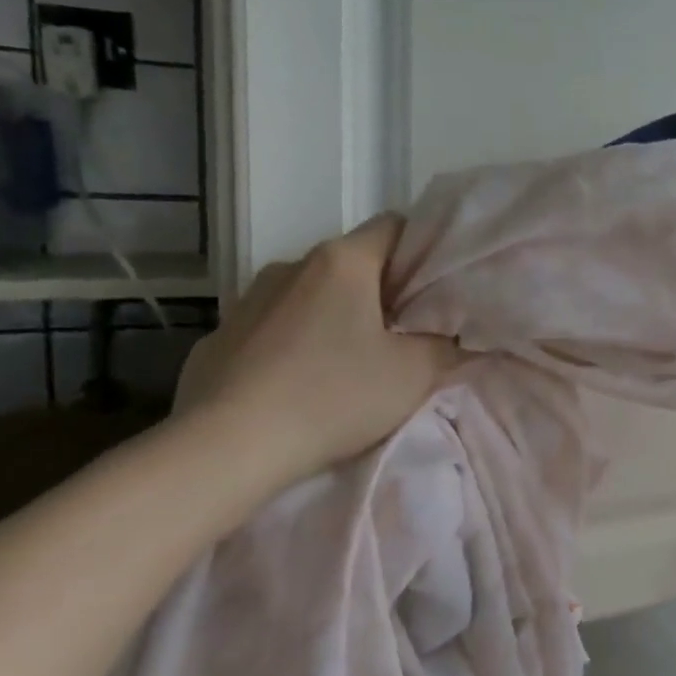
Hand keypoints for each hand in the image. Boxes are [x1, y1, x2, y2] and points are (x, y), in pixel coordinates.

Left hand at [174, 216, 463, 498]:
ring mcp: (247, 300)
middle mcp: (291, 266)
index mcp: (342, 262)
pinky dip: (293, 344)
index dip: (422, 251)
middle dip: (382, 292)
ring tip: (349, 364)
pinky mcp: (218, 339)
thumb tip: (457, 335)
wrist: (227, 449)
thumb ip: (448, 344)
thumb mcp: (415, 374)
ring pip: (310, 295)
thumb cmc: (333, 396)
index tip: (436, 290)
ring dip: (334, 317)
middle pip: (352, 263)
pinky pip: (272, 329)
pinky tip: (298, 385)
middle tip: (405, 334)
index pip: (394, 226)